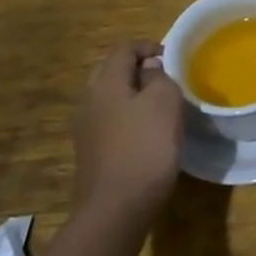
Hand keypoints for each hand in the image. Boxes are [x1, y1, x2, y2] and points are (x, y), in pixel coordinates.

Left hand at [73, 39, 182, 222]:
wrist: (116, 208)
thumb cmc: (146, 146)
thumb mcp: (165, 102)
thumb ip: (158, 77)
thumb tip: (149, 69)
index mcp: (105, 83)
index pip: (123, 50)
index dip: (147, 46)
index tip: (170, 56)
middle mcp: (88, 101)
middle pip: (109, 71)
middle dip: (135, 67)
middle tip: (162, 75)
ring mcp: (85, 129)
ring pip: (108, 97)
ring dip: (130, 92)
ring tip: (157, 102)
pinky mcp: (90, 152)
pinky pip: (108, 120)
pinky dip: (125, 115)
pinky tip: (144, 130)